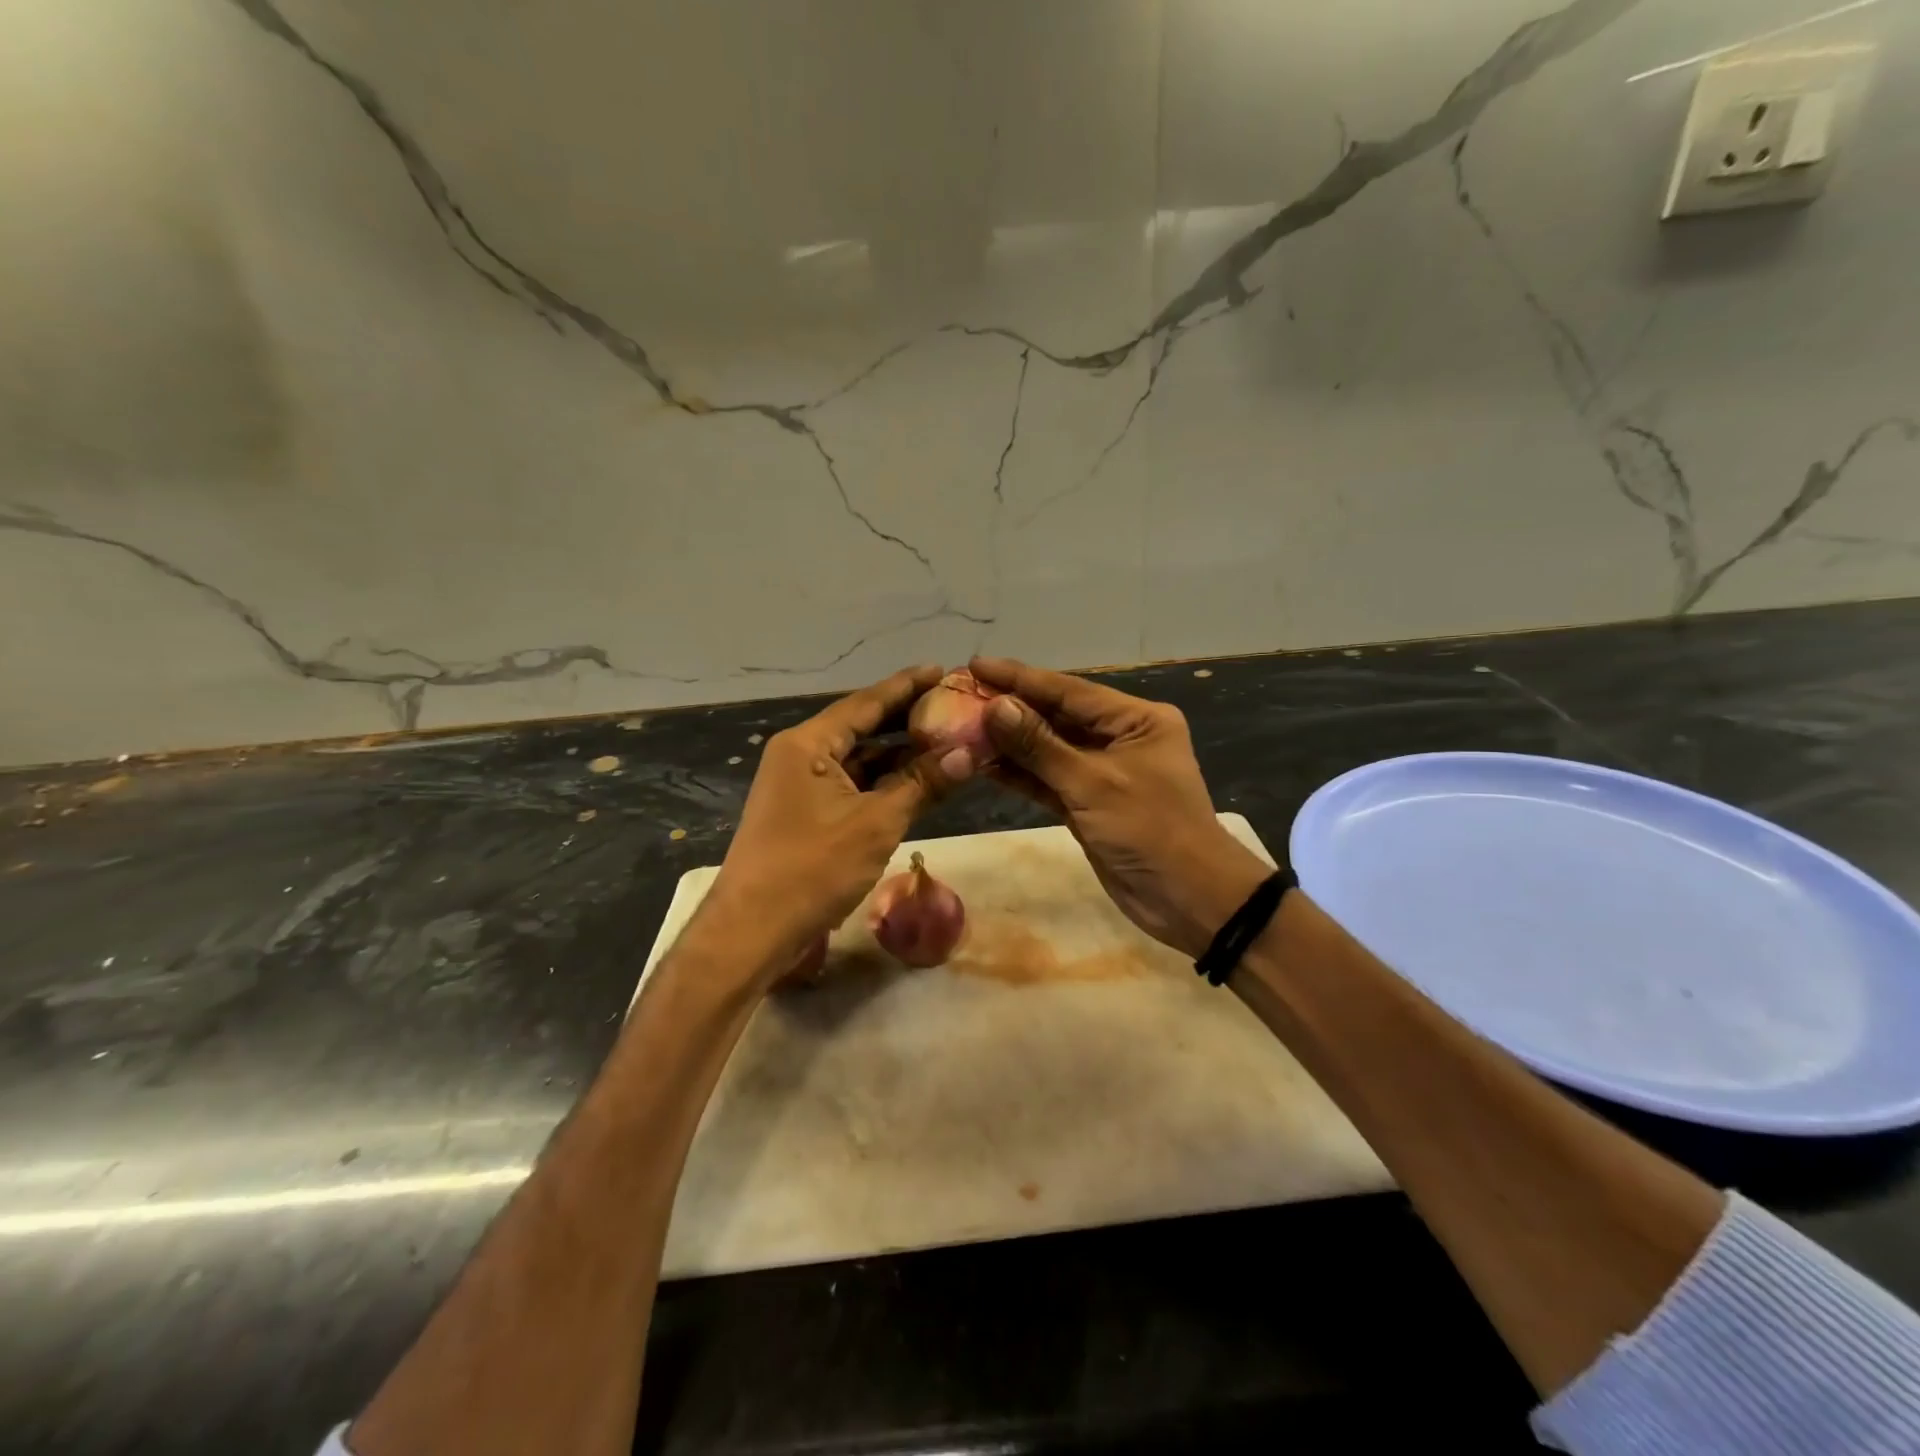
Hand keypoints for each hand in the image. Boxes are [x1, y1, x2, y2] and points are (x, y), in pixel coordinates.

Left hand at [704, 665, 969, 981]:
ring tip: (946, 742)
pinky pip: (852, 786)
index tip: (943, 671)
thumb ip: (922, 784)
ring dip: (898, 755)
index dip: (907, 686)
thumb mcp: (877, 823)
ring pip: (859, 760)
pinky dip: (884, 783)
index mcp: (808, 743)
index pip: (866, 703)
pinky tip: (918, 782)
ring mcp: (801, 785)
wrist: (753, 929)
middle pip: (862, 727)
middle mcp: (800, 754)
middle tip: (953, 707)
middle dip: (906, 719)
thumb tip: (968, 754)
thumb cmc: (813, 867)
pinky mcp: (806, 813)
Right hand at [971, 656, 1268, 958]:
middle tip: (960, 695)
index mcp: (1136, 720)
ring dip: (1009, 743)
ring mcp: (1102, 773)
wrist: (1189, 899)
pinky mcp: (1088, 804)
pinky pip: (1048, 780)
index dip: (1020, 677)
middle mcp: (1119, 738)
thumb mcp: (1093, 784)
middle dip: (1010, 708)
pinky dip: (1020, 774)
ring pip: (1048, 749)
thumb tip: (995, 707)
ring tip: (961, 727)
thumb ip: (1040, 746)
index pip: (1069, 690)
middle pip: (1056, 716)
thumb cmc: (1150, 830)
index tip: (976, 664)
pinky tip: (983, 764)